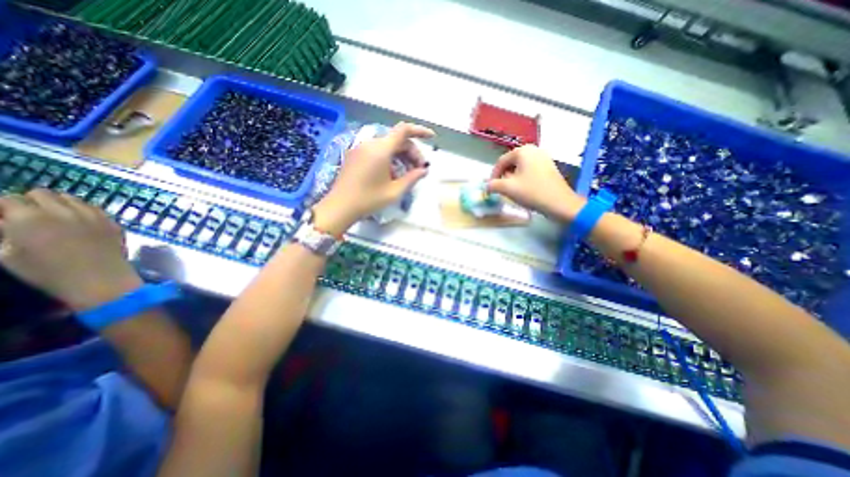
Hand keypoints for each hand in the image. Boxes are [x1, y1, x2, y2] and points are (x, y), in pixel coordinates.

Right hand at [0, 190, 141, 312]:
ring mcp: (93, 215)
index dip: (4, 207)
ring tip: (56, 217)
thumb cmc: (48, 272)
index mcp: (29, 218)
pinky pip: (95, 208)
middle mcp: (63, 211)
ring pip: (71, 198)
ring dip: (59, 203)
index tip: (5, 216)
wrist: (100, 278)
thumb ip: (3, 231)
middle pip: (42, 193)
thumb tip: (5, 221)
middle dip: (31, 201)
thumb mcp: (5, 254)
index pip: (7, 198)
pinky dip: (84, 210)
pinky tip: (80, 222)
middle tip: (29, 216)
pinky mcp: (112, 221)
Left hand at [310, 122, 432, 234]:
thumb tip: (423, 170)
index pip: (404, 130)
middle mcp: (370, 144)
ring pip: (388, 146)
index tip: (431, 137)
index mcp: (381, 149)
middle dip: (411, 152)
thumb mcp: (395, 191)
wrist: (340, 206)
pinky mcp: (356, 155)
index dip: (419, 130)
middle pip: (397, 140)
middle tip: (419, 170)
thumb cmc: (369, 200)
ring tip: (407, 174)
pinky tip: (392, 174)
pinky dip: (389, 158)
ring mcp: (361, 148)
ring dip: (401, 156)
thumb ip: (412, 178)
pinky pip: (377, 151)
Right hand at [489, 146, 587, 221]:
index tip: (491, 188)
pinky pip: (530, 170)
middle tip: (501, 189)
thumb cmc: (531, 192)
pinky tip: (524, 190)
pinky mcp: (549, 166)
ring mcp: (543, 157)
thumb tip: (487, 186)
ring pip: (520, 167)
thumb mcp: (507, 188)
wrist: (559, 203)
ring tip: (512, 191)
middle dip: (504, 177)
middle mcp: (533, 150)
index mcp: (523, 151)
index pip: (501, 162)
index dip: (493, 175)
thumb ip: (492, 185)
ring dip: (513, 179)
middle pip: (511, 163)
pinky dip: (523, 179)